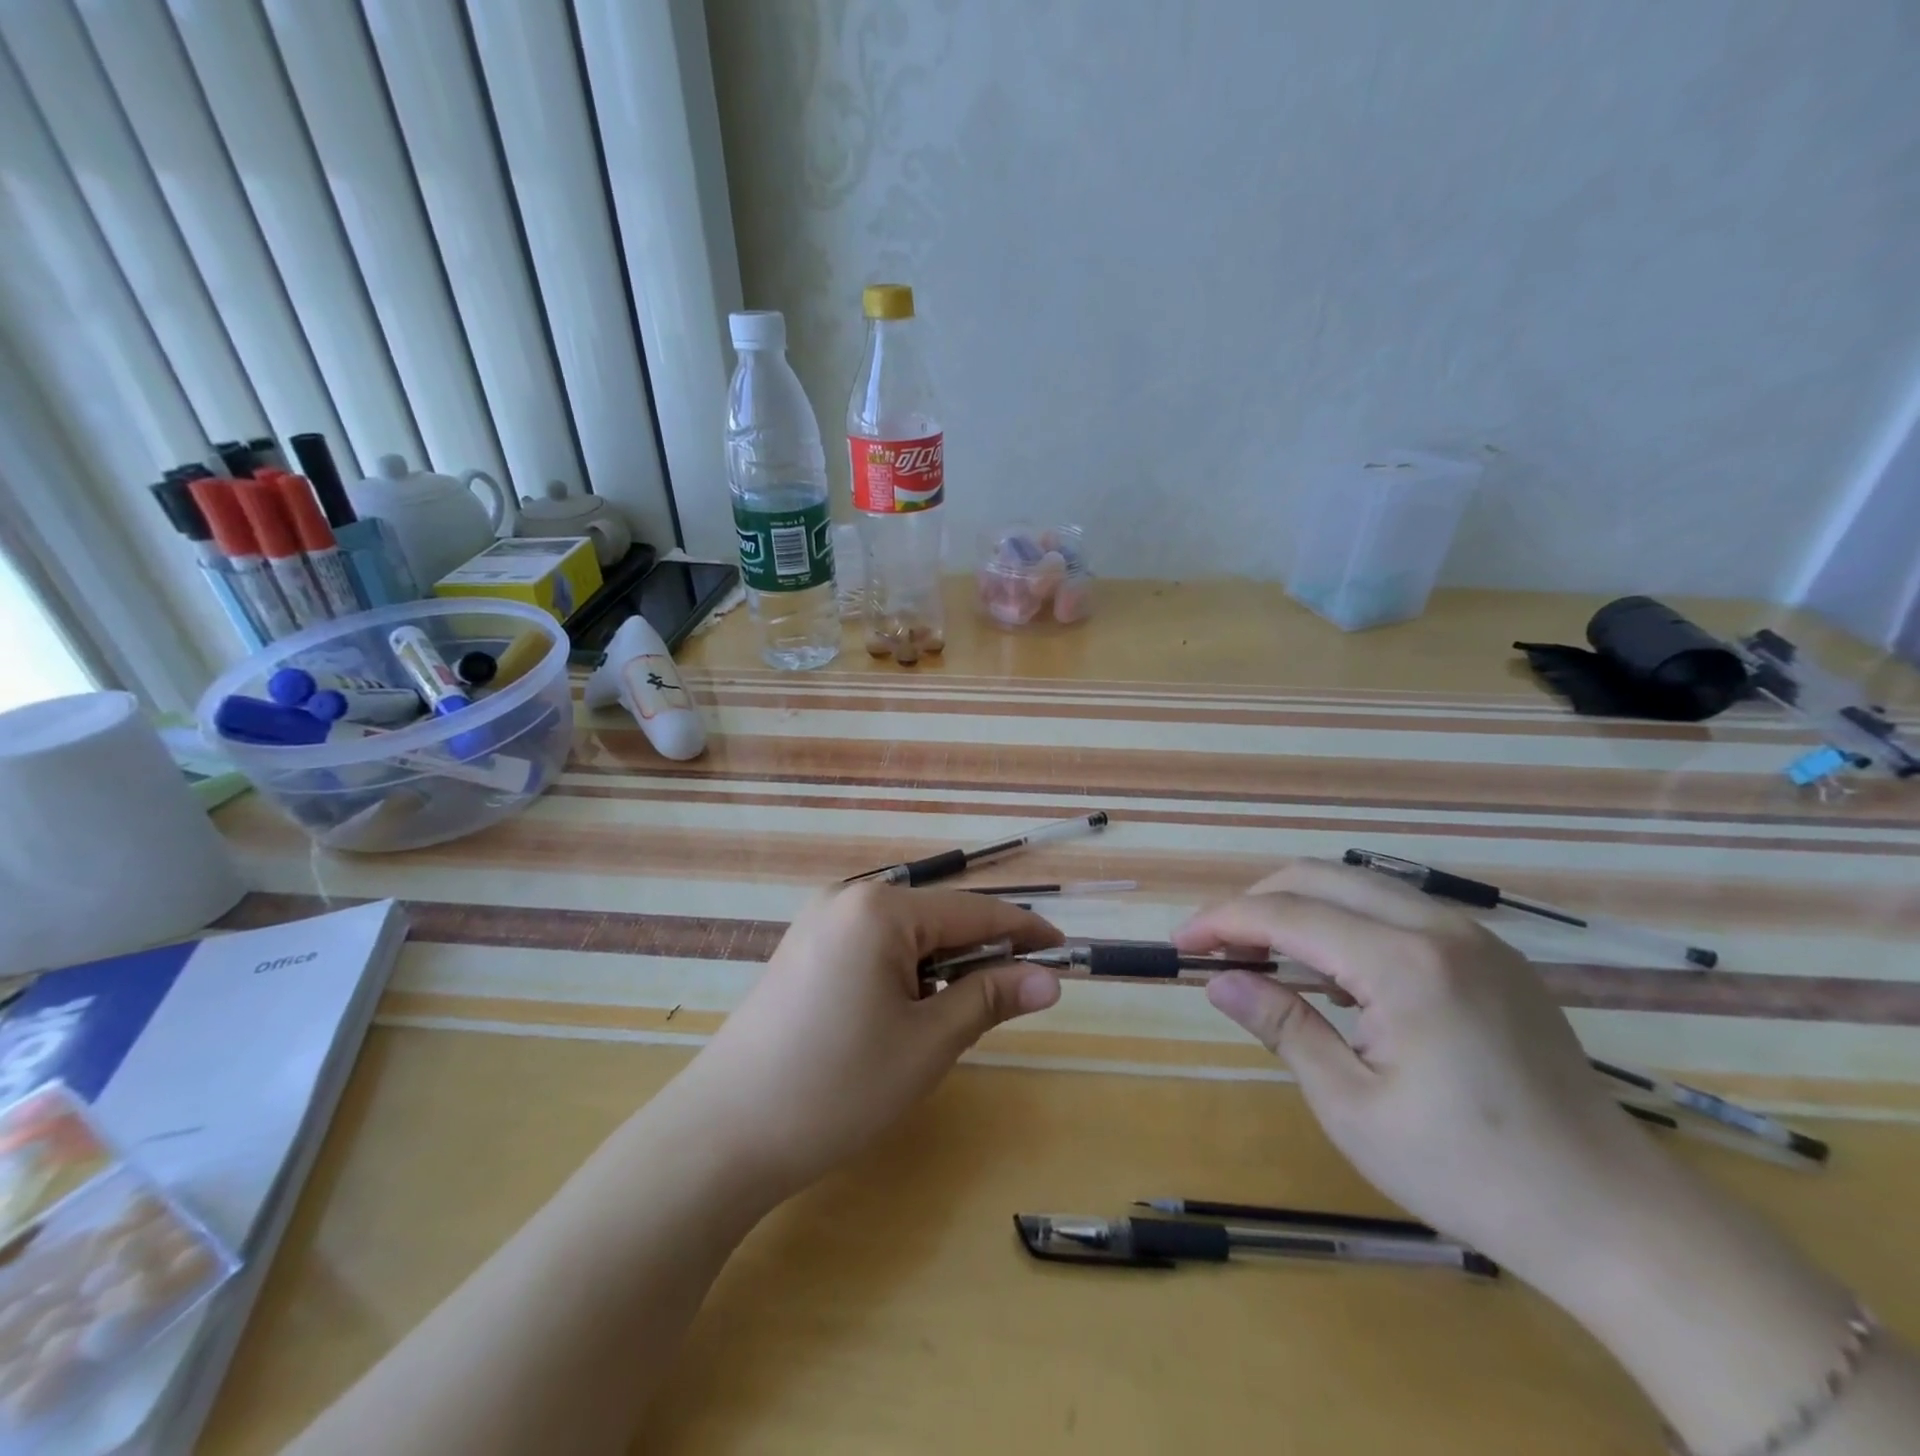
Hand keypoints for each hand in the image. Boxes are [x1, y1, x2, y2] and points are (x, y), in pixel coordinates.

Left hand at [674, 884, 1063, 1203]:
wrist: (722, 1135)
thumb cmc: (837, 1087)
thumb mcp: (927, 1044)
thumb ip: (990, 998)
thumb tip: (1050, 978)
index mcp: (880, 909)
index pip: (973, 911)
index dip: (1024, 931)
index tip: (1066, 951)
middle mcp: (847, 898)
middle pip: (938, 917)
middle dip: (981, 953)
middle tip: (1018, 998)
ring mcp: (819, 923)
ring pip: (906, 934)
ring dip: (942, 966)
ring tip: (955, 1018)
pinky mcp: (803, 950)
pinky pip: (874, 947)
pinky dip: (906, 973)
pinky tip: (905, 1014)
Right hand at [1173, 859, 1670, 1284]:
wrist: (1611, 1214)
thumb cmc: (1467, 1171)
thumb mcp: (1353, 1106)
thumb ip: (1282, 1027)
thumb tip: (1220, 981)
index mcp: (1404, 965)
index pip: (1287, 914)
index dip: (1223, 922)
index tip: (1180, 944)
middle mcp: (1439, 928)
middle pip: (1319, 877)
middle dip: (1255, 901)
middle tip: (1217, 946)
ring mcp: (1473, 935)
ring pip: (1359, 884)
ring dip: (1299, 905)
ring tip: (1263, 953)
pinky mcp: (1491, 954)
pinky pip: (1397, 908)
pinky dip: (1345, 920)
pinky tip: (1332, 970)